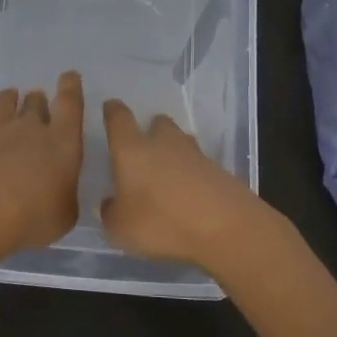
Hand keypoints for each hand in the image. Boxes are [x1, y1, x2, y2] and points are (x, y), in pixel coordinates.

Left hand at [0, 73, 85, 260]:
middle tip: (37, 100)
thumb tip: (60, 193)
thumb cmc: (33, 217)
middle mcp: (28, 129)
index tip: (69, 76)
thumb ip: (64, 197)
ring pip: (2, 104)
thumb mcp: (65, 215)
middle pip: (34, 103)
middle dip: (37, 99)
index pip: (70, 104)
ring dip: (8, 99)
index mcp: (62, 142)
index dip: (70, 87)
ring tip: (9, 97)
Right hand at [100, 100, 271, 268]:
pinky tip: (190, 195)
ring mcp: (196, 155)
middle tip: (144, 147)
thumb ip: (111, 214)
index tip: (110, 108)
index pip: (119, 119)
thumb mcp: (121, 229)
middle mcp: (164, 144)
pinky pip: (200, 166)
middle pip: (158, 124)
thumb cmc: (161, 222)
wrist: (226, 228)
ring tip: (167, 174)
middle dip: (150, 130)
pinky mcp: (220, 172)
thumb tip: (110, 204)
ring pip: (181, 143)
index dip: (113, 112)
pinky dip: (193, 175)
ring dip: (174, 151)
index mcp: (132, 150)